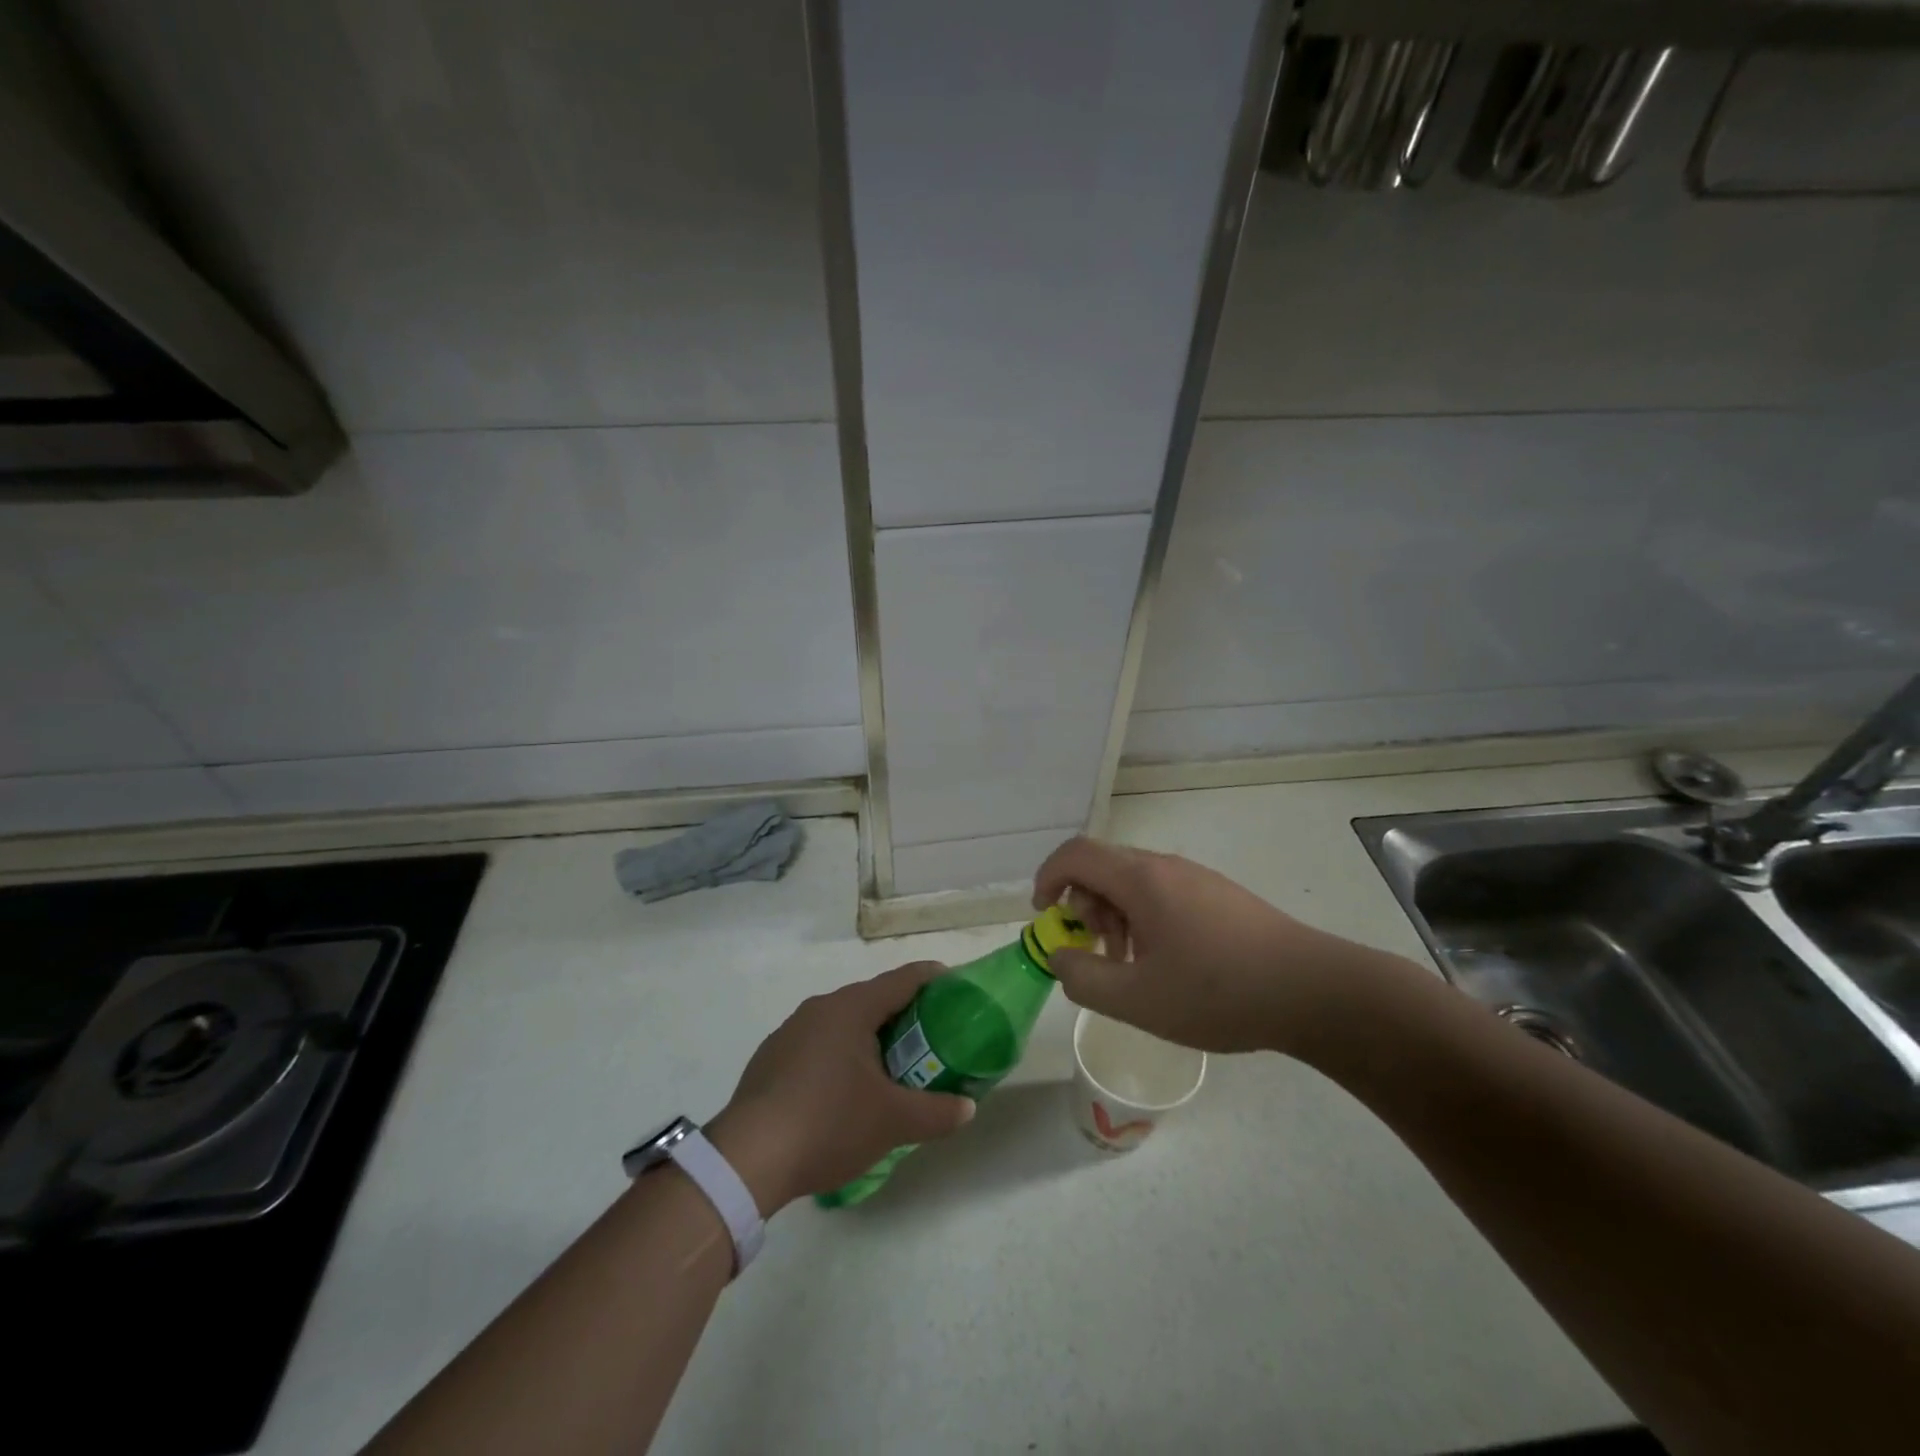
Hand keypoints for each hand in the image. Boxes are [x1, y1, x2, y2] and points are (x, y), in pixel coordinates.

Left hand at [707, 964, 974, 1213]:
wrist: (747, 1159)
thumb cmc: (829, 1123)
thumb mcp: (893, 1122)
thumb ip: (936, 1112)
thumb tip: (967, 1108)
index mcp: (852, 1008)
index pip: (903, 979)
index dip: (933, 979)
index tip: (956, 986)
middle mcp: (820, 1008)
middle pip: (873, 999)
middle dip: (904, 1014)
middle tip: (931, 1038)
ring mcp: (791, 1031)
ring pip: (843, 1023)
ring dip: (870, 1037)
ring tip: (892, 1067)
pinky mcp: (771, 1058)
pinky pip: (818, 1044)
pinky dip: (840, 1055)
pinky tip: (844, 1091)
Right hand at [1032, 836, 1383, 1056]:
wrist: (1313, 990)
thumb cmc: (1218, 992)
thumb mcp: (1137, 999)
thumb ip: (1083, 977)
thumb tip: (1061, 955)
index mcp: (1141, 880)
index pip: (1076, 854)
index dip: (1047, 878)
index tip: (1044, 916)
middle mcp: (1166, 866)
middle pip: (1103, 866)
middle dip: (1083, 905)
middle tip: (1095, 951)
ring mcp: (1196, 878)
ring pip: (1133, 881)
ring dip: (1114, 914)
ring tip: (1129, 964)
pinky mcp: (1219, 895)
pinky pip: (1162, 893)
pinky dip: (1143, 918)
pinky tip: (1165, 963)